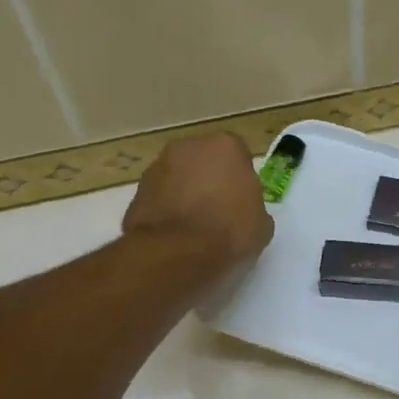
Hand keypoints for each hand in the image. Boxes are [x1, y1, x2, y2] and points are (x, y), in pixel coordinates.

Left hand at [122, 132, 273, 268]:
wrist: (176, 253)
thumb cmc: (229, 231)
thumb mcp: (262, 224)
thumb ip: (253, 206)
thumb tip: (243, 211)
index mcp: (226, 146)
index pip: (238, 155)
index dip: (240, 178)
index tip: (242, 200)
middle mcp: (189, 146)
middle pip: (204, 160)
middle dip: (210, 180)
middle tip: (218, 210)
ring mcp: (158, 166)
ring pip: (179, 176)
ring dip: (185, 193)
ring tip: (193, 226)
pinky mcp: (137, 190)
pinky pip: (160, 197)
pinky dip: (166, 209)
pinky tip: (175, 234)